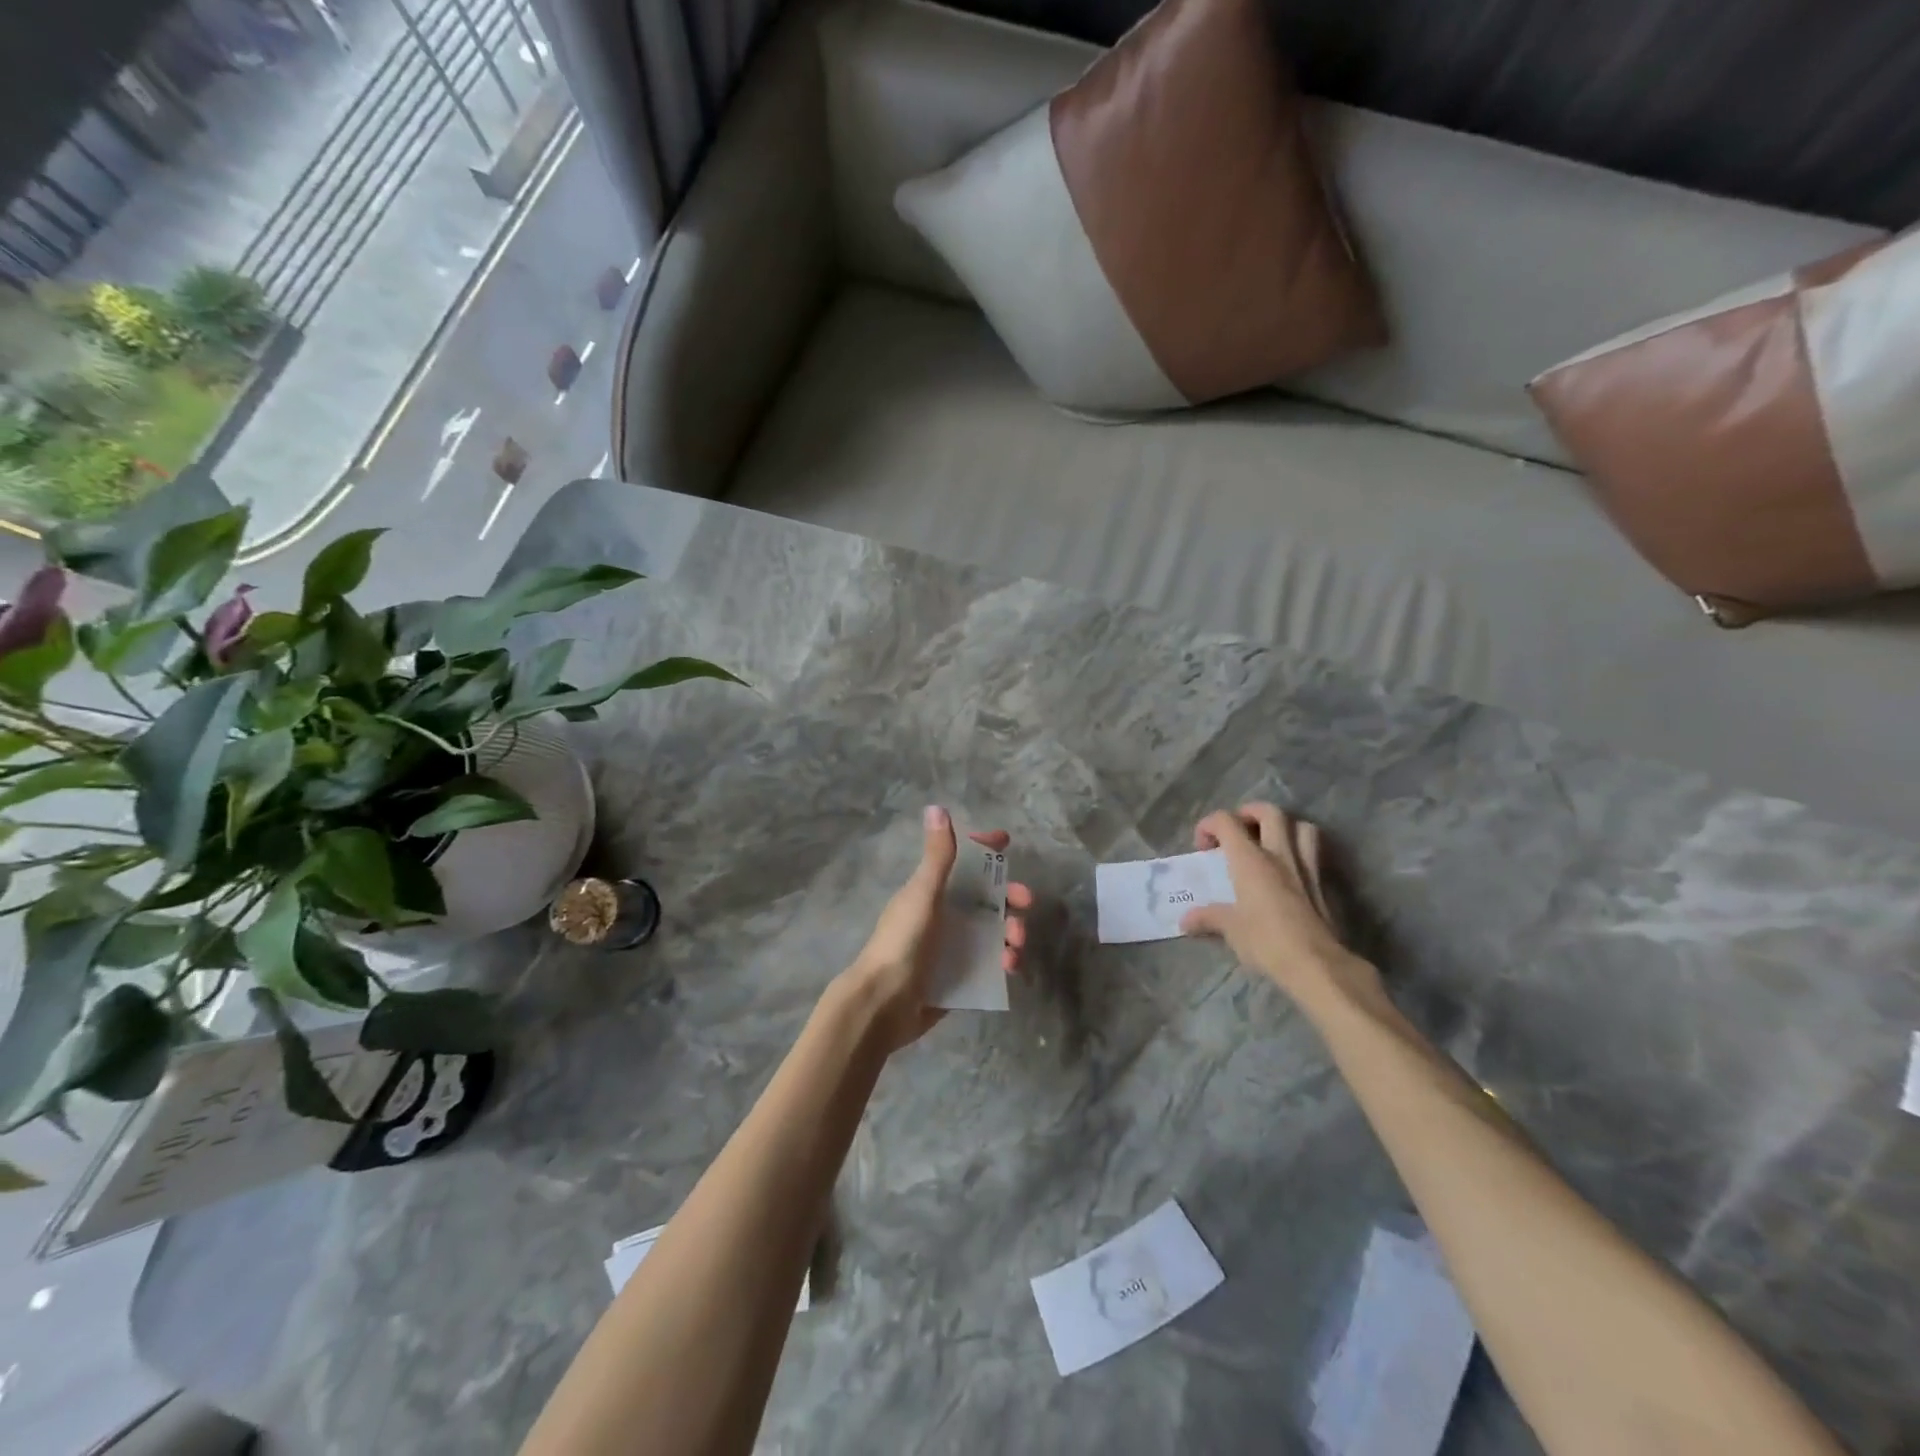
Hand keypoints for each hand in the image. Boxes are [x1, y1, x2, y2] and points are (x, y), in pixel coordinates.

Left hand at [835, 806, 1034, 1054]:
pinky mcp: (960, 979)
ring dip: (1011, 932)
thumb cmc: (902, 942)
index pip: (963, 863)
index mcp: (933, 892)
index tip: (1005, 843)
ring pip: (994, 932)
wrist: (883, 1004)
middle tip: (1025, 902)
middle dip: (1009, 897)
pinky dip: (1004, 962)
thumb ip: (938, 856)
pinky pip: (991, 964)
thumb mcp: (922, 894)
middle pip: (986, 899)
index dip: (984, 851)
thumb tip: (937, 807)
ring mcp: (953, 949)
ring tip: (1017, 945)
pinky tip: (1009, 968)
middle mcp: (945, 916)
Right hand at [1178, 803, 1383, 1012]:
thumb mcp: (1230, 930)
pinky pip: (1315, 853)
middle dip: (1249, 813)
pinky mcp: (1324, 884)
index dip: (1209, 825)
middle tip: (1238, 831)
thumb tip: (1185, 920)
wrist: (1316, 964)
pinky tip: (1291, 869)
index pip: (1226, 821)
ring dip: (1285, 827)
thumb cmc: (1266, 941)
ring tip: (1271, 841)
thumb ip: (1208, 918)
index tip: (1203, 847)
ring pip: (1301, 826)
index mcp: (1250, 859)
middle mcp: (1279, 854)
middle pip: (1269, 812)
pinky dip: (1302, 850)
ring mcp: (1306, 867)